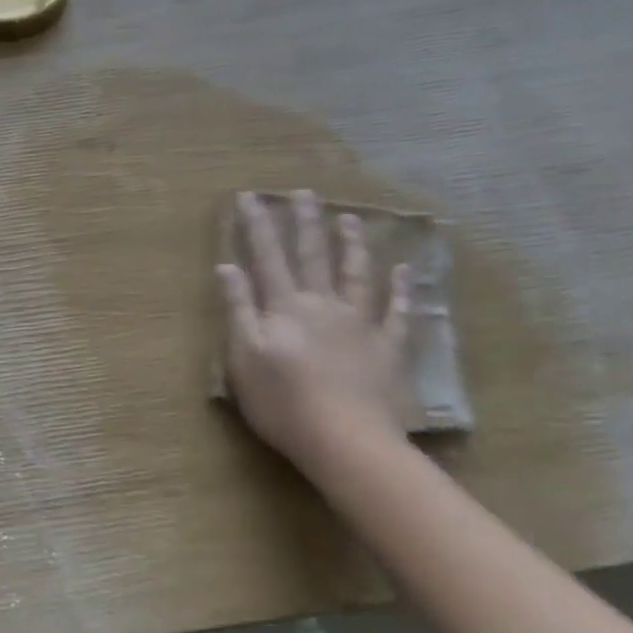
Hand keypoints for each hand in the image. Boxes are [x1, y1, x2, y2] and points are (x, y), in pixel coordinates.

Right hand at [217, 190, 411, 467]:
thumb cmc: (282, 401)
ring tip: (348, 218)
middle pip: (312, 257)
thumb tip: (227, 267)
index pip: (267, 258)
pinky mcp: (388, 348)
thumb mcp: (243, 356)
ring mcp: (360, 324)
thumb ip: (237, 308)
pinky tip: (404, 271)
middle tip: (304, 192)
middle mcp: (323, 305)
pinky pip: (398, 312)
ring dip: (351, 245)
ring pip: (356, 275)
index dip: (257, 226)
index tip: (250, 197)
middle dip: (305, 223)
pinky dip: (401, 290)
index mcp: (285, 308)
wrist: (346, 440)